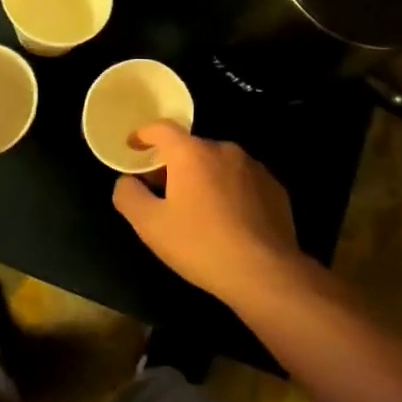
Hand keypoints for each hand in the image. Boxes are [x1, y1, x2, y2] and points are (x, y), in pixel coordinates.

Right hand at [111, 124, 302, 306]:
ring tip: (198, 210)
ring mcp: (254, 168)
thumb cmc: (200, 245)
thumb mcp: (150, 225)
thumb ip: (129, 195)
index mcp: (191, 152)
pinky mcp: (275, 188)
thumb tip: (127, 181)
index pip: (161, 129)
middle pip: (190, 149)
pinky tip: (229, 221)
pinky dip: (230, 192)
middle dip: (174, 165)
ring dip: (204, 178)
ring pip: (218, 165)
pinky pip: (243, 182)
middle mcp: (224, 149)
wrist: (264, 273)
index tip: (133, 147)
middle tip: (163, 193)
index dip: (143, 135)